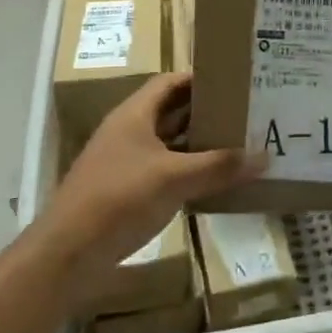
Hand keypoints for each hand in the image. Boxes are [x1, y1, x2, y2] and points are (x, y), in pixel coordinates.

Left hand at [42, 73, 263, 298]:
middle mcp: (128, 132)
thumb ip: (219, 166)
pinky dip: (186, 171)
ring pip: (167, 143)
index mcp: (134, 114)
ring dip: (197, 144)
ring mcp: (124, 163)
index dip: (199, 78)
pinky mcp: (125, 192)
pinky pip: (162, 171)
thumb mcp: (174, 179)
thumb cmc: (119, 199)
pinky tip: (211, 182)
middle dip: (204, 112)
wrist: (67, 254)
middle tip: (243, 113)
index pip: (170, 82)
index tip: (233, 82)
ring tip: (236, 144)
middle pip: (170, 111)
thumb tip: (264, 156)